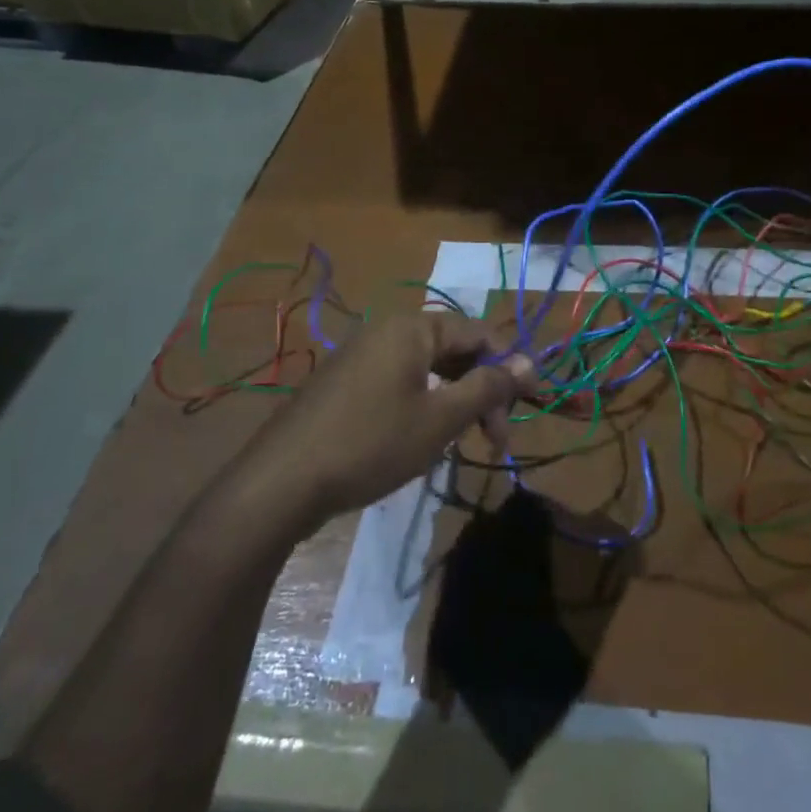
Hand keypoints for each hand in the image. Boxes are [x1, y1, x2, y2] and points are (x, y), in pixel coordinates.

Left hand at [243, 313, 535, 533]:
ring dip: (454, 402)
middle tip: (496, 440)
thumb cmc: (372, 443)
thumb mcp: (441, 418)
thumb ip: (488, 387)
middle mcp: (386, 331)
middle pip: (453, 350)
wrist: (281, 483)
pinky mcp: (343, 385)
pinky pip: (398, 383)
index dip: (509, 368)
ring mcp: (360, 357)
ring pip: (426, 370)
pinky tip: (421, 441)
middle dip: (482, 391)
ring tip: (462, 443)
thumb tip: (530, 362)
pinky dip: (423, 406)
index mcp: (412, 328)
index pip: (479, 333)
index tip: (528, 408)